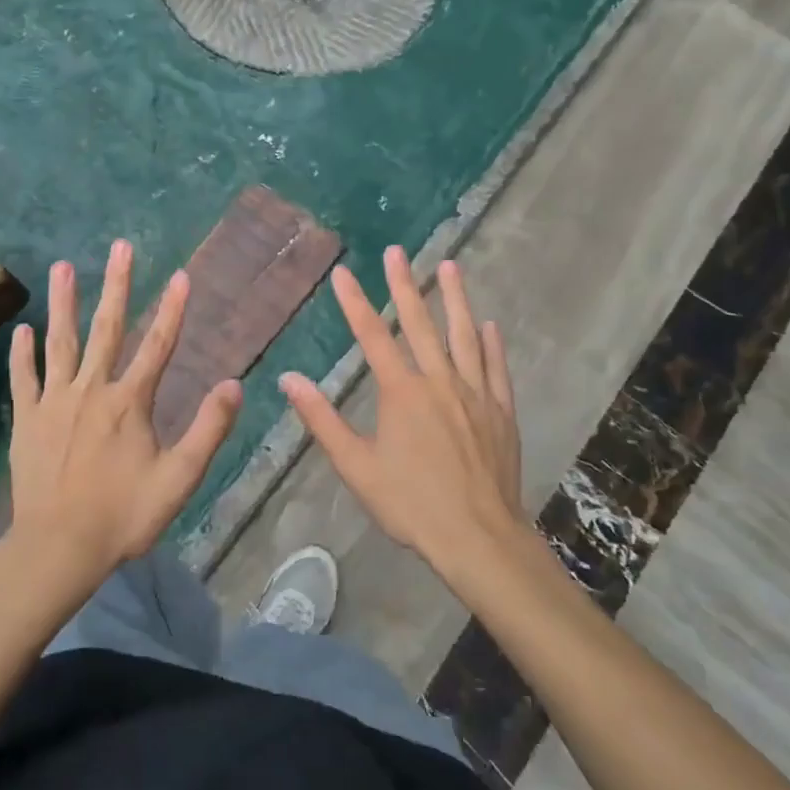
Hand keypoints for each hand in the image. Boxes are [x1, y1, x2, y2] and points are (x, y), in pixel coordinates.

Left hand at [7, 239, 241, 588]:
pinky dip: (22, 353)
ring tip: (63, 267)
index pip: (158, 345)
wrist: (58, 549)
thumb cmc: (123, 515)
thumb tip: (233, 384)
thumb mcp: (179, 478)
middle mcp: (92, 389)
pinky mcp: (27, 420)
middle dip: (117, 285)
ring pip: (61, 342)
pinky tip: (22, 329)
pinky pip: (24, 379)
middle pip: (107, 328)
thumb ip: (207, 429)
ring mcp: (54, 402)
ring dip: (63, 303)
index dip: (172, 309)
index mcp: (130, 401)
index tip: (181, 275)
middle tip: (120, 247)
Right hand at [281, 246, 523, 575]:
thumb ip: (322, 420)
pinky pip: (495, 367)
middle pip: (420, 323)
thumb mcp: (356, 467)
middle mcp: (439, 381)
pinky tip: (489, 325)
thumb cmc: (411, 504)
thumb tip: (289, 380)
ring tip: (450, 266)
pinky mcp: (500, 410)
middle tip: (397, 251)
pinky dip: (491, 343)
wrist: (479, 538)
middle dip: (405, 284)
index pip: (372, 336)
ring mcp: (474, 393)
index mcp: (401, 392)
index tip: (343, 273)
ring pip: (464, 335)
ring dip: (455, 299)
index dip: (355, 303)